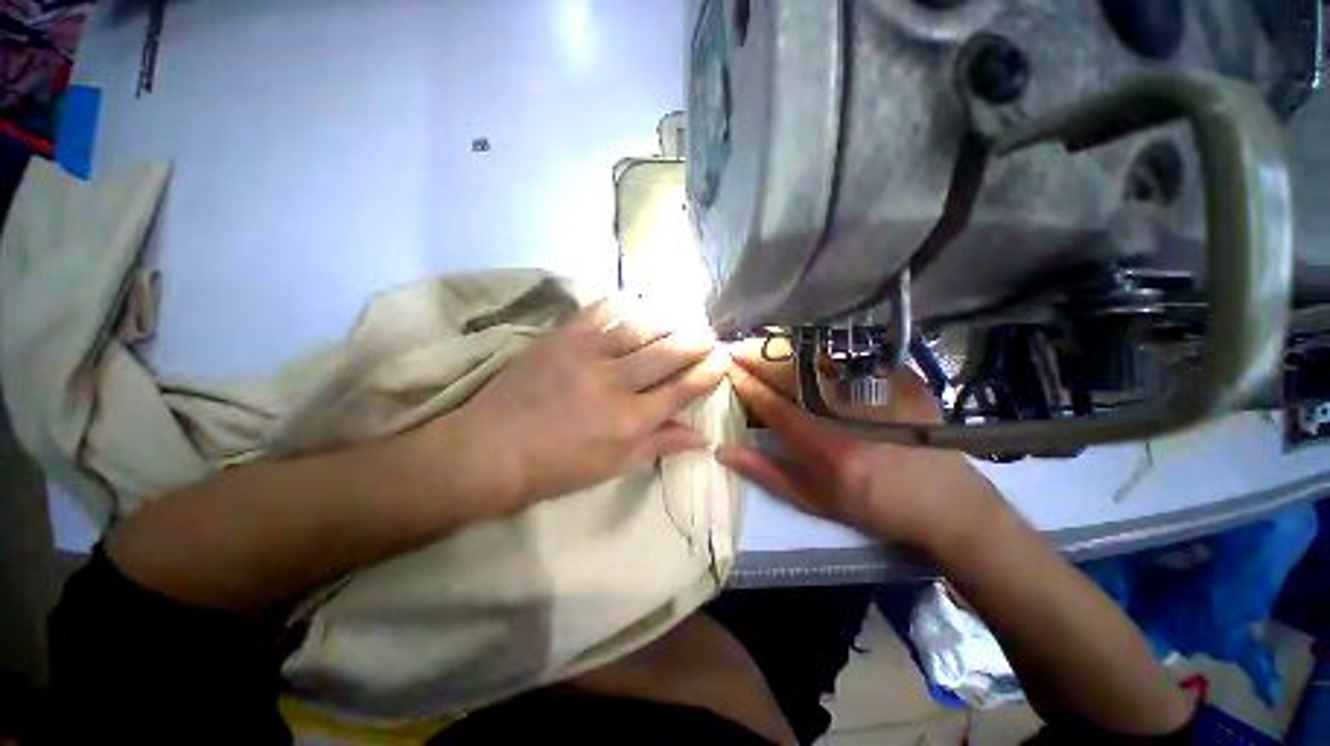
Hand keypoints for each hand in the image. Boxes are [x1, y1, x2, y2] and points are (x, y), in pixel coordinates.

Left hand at [452, 298, 726, 511]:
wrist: (490, 451)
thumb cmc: (556, 468)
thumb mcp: (613, 467)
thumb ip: (658, 445)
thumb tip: (700, 437)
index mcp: (631, 420)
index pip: (683, 389)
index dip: (708, 372)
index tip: (722, 360)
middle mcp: (616, 382)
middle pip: (669, 352)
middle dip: (696, 340)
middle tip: (709, 334)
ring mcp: (588, 354)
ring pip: (641, 326)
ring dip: (668, 318)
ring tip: (682, 317)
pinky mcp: (562, 337)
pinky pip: (601, 310)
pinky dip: (624, 303)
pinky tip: (638, 303)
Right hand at [716, 339, 1005, 550]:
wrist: (946, 501)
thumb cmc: (873, 505)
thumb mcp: (814, 500)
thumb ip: (766, 472)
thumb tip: (724, 450)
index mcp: (822, 444)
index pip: (772, 404)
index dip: (746, 384)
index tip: (726, 368)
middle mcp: (845, 411)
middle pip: (790, 374)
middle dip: (756, 357)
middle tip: (734, 348)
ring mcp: (874, 390)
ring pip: (817, 360)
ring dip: (782, 350)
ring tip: (758, 344)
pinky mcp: (895, 379)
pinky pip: (846, 359)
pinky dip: (816, 352)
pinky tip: (800, 351)